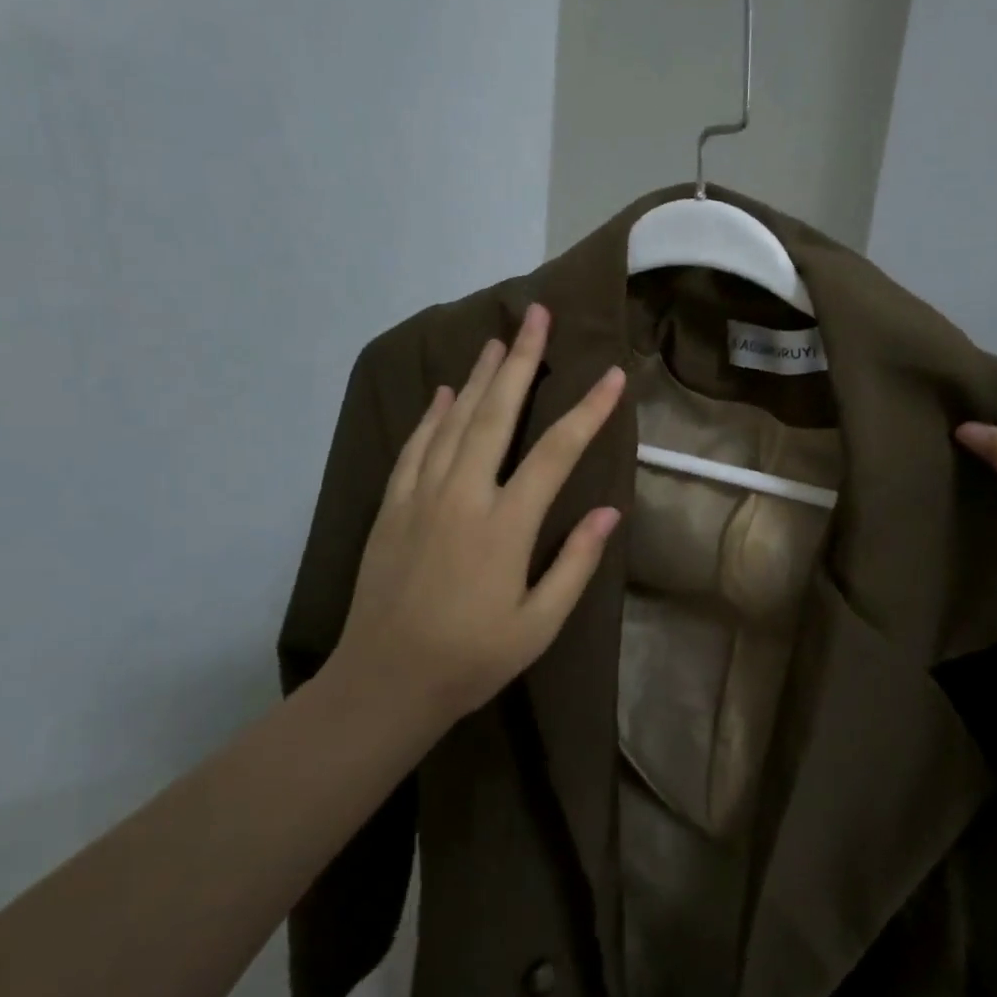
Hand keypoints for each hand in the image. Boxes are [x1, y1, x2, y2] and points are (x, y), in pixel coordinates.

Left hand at [330, 304, 625, 722]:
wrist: (385, 680)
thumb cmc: (472, 658)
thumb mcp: (540, 624)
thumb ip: (575, 563)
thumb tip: (610, 510)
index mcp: (505, 525)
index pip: (556, 452)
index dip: (588, 410)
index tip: (611, 375)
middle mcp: (463, 496)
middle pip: (497, 414)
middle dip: (522, 361)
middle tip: (537, 315)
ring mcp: (421, 496)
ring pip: (454, 421)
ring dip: (479, 378)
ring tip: (498, 340)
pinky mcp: (392, 506)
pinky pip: (415, 447)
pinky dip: (432, 416)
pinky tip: (446, 393)